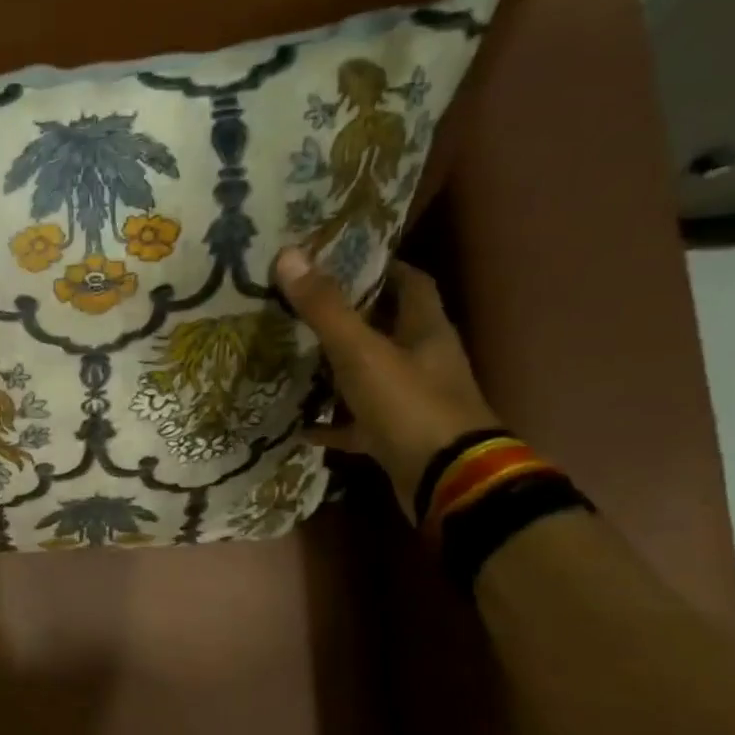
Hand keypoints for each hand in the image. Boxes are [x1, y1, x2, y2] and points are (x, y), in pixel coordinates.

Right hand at [273, 250, 497, 520]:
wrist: (446, 479)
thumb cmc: (410, 405)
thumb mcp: (361, 353)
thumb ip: (325, 309)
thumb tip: (288, 255)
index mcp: (426, 331)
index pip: (411, 284)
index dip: (382, 269)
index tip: (343, 262)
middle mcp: (424, 362)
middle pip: (389, 329)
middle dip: (351, 319)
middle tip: (304, 309)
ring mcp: (412, 403)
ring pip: (371, 377)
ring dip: (338, 372)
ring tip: (294, 361)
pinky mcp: (397, 438)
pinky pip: (358, 425)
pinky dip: (332, 425)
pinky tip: (299, 427)